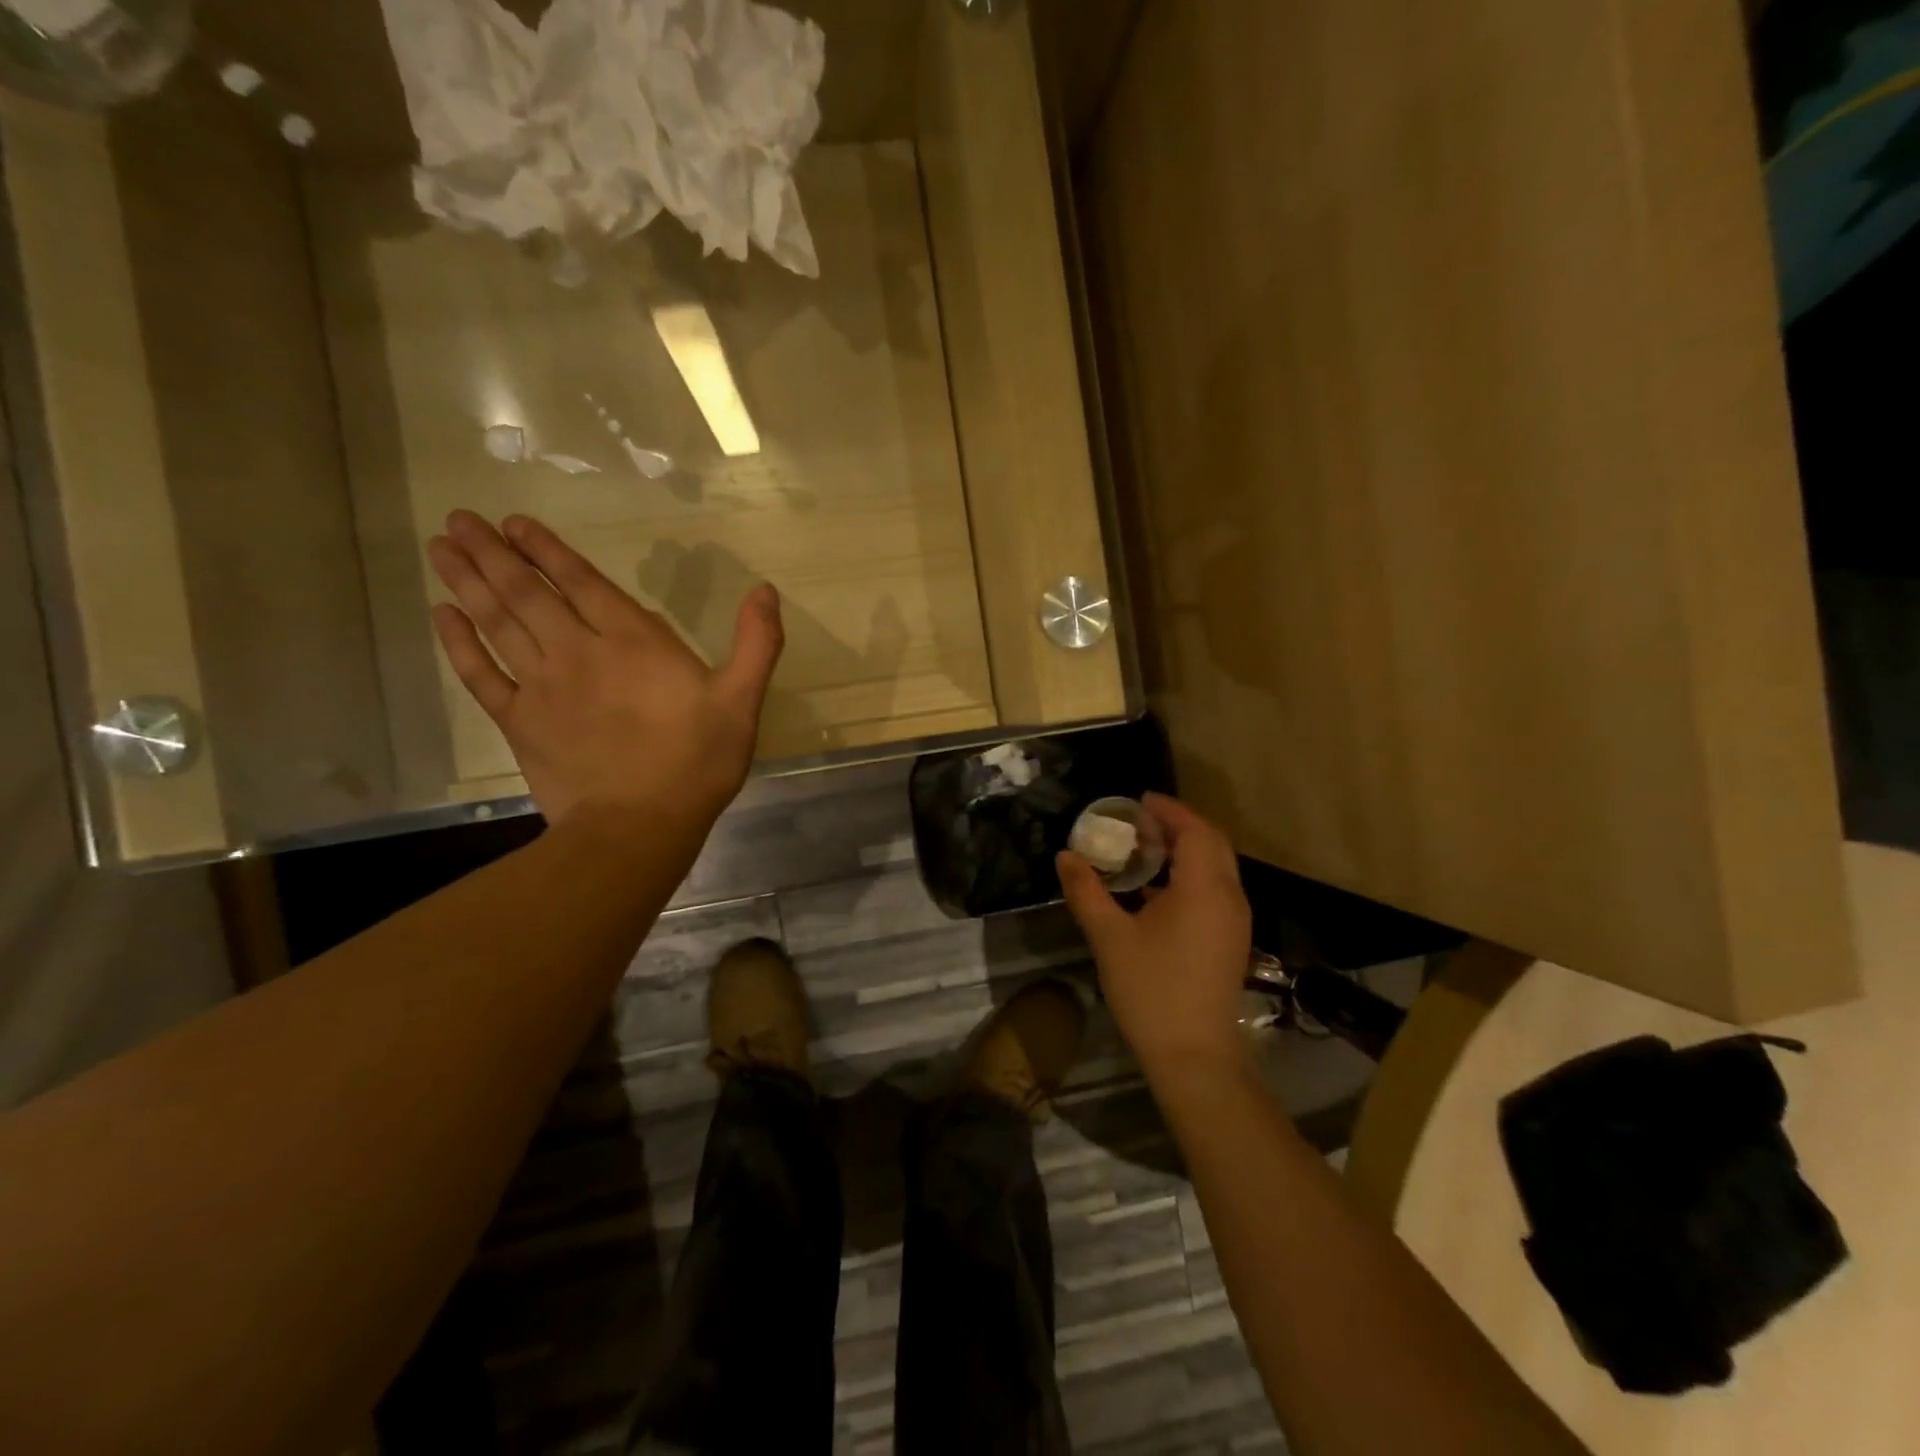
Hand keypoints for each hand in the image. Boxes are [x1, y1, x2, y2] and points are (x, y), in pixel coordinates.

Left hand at [426, 511, 782, 831]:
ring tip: (441, 548)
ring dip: (468, 583)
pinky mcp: (519, 722)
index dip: (547, 550)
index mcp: (633, 643)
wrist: (638, 826)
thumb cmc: (696, 762)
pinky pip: (480, 675)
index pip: (582, 582)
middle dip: (493, 554)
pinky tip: (442, 617)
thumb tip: (766, 590)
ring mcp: (542, 687)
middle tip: (458, 520)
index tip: (514, 522)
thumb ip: (756, 644)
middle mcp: (579, 652)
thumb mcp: (742, 702)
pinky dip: (459, 644)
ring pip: (498, 624)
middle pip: (527, 594)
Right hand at [1057, 794, 1252, 1078]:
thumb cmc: (1152, 990)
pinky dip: (1191, 875)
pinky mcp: (1230, 940)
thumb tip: (1066, 856)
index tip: (1138, 801)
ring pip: (1217, 867)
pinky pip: (1215, 889)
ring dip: (1186, 850)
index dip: (1168, 810)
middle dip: (1179, 825)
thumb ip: (1086, 891)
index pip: (1194, 830)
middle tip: (1140, 821)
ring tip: (1144, 849)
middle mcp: (1229, 896)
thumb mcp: (1109, 937)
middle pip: (1212, 842)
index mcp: (1204, 888)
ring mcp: (1234, 921)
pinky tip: (1156, 891)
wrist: (1195, 1056)